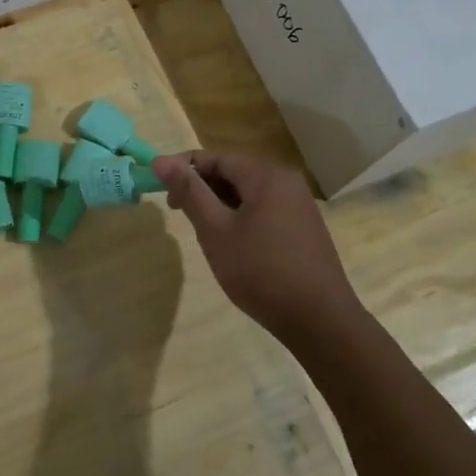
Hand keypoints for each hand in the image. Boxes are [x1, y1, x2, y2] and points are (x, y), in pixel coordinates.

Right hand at [151, 151, 357, 338]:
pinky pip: (264, 208)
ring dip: (219, 203)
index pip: (215, 157)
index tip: (157, 186)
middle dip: (201, 186)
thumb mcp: (216, 231)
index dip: (182, 167)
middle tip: (176, 211)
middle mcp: (286, 181)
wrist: (318, 319)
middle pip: (233, 171)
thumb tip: (159, 160)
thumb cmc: (260, 271)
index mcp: (266, 175)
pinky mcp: (303, 226)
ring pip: (248, 192)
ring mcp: (299, 204)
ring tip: (200, 229)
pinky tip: (230, 242)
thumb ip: (189, 192)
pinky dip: (240, 216)